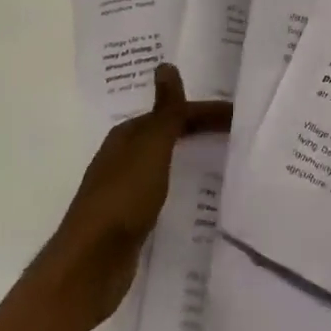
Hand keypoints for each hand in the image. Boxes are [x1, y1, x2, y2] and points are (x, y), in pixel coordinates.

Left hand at [33, 64, 231, 328]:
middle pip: (168, 135)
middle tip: (237, 134)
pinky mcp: (130, 221)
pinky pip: (163, 193)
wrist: (90, 265)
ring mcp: (125, 190)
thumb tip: (165, 65)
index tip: (240, 117)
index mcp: (128, 136)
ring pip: (165, 164)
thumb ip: (164, 112)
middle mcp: (124, 157)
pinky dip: (181, 187)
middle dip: (199, 130)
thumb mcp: (150, 148)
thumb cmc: (123, 197)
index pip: (174, 113)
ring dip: (190, 157)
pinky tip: (196, 199)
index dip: (206, 112)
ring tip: (224, 162)